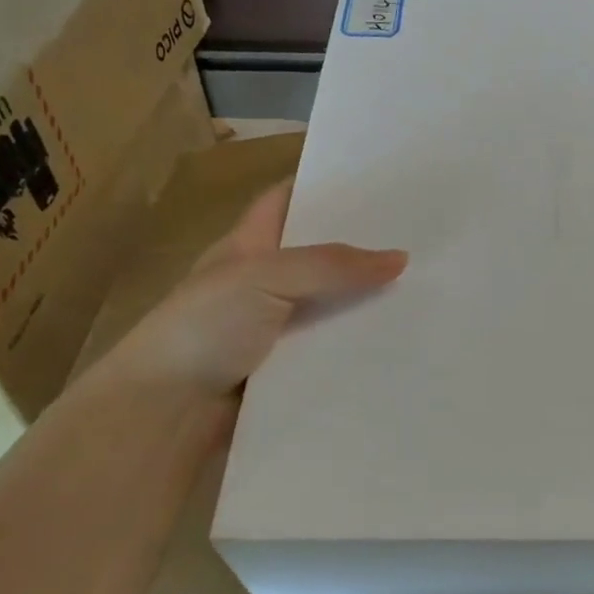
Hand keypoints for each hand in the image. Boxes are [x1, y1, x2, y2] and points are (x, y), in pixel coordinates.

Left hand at [102, 181, 405, 398]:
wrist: (165, 412)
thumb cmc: (203, 328)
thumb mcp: (263, 278)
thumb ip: (329, 265)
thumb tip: (400, 258)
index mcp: (248, 246)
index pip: (286, 200)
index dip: (322, 185)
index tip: (375, 180)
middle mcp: (264, 282)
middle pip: (320, 255)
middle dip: (363, 246)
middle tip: (420, 236)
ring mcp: (278, 328)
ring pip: (333, 305)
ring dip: (370, 301)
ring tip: (427, 287)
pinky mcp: (291, 369)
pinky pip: (335, 349)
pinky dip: (362, 345)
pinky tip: (405, 339)